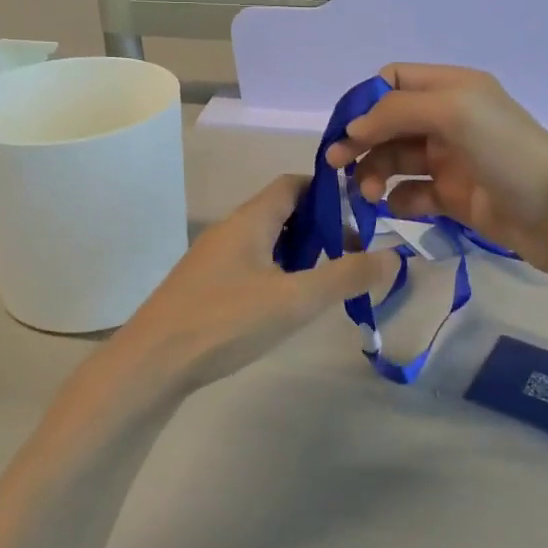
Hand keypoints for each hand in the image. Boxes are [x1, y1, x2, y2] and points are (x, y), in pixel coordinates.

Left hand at [104, 175, 399, 399]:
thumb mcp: (295, 299)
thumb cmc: (225, 321)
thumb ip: (346, 276)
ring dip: (298, 253)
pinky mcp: (204, 286)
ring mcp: (213, 259)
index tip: (360, 216)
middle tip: (350, 257)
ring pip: (265, 241)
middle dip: (319, 227)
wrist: (151, 362)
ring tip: (325, 282)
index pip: (293, 184)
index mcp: (250, 219)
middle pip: (281, 212)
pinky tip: (285, 304)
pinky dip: (276, 272)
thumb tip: (396, 256)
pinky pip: (250, 264)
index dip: (328, 192)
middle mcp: (229, 230)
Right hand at [325, 64, 547, 280]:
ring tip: (368, 193)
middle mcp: (450, 120)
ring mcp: (452, 160)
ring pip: (396, 160)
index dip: (365, 101)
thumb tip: (353, 130)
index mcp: (452, 89)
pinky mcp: (456, 197)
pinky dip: (397, 199)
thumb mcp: (453, 112)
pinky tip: (394, 208)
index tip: (347, 130)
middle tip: (336, 165)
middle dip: (361, 141)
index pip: (394, 81)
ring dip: (375, 172)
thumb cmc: (510, 154)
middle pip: (389, 123)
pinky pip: (413, 194)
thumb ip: (396, 112)